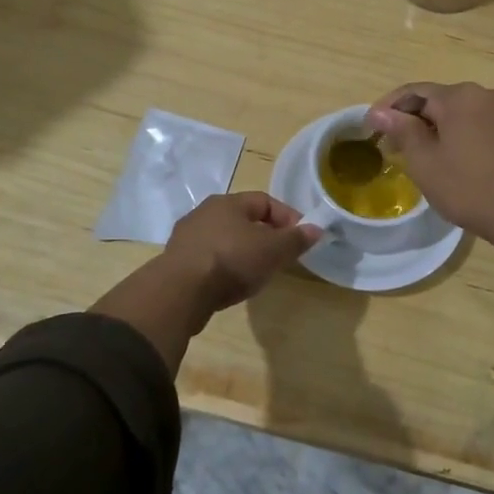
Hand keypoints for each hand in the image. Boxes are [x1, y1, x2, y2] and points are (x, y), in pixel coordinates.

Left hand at [91, 193, 317, 372]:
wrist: (180, 291)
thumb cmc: (232, 261)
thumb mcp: (273, 250)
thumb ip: (296, 239)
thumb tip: (316, 228)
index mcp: (228, 202)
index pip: (265, 201)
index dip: (287, 217)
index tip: (301, 238)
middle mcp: (204, 212)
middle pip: (244, 219)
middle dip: (266, 236)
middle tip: (281, 257)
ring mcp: (187, 237)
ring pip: (225, 239)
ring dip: (243, 252)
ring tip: (257, 274)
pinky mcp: (177, 261)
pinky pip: (209, 258)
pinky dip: (224, 267)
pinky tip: (231, 284)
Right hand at [367, 82, 493, 296]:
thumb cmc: (470, 188)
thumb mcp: (425, 162)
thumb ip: (402, 130)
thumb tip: (379, 112)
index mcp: (459, 96)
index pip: (414, 92)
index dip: (388, 108)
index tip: (370, 128)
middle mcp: (485, 93)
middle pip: (439, 99)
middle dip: (413, 119)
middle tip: (393, 146)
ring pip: (461, 112)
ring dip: (438, 127)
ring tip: (423, 154)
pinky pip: (481, 122)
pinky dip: (461, 133)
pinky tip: (455, 157)